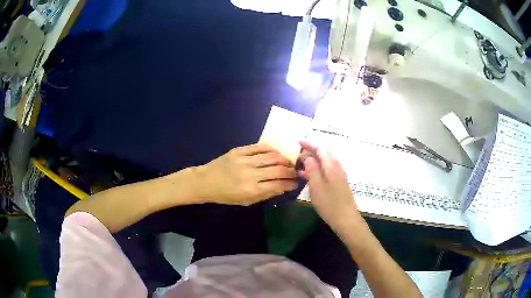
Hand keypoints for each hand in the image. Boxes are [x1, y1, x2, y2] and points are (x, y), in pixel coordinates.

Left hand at [195, 143, 297, 204]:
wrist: (205, 182)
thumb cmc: (225, 195)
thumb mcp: (245, 201)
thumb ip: (265, 194)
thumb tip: (283, 187)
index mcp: (251, 190)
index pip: (278, 185)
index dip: (290, 184)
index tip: (296, 183)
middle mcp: (250, 174)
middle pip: (278, 170)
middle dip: (291, 171)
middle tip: (296, 172)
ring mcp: (244, 160)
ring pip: (272, 156)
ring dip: (284, 159)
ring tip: (289, 162)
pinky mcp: (239, 150)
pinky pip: (260, 147)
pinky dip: (271, 149)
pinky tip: (277, 152)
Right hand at [298, 141, 360, 229]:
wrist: (346, 219)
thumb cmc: (330, 203)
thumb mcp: (317, 186)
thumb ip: (312, 169)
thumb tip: (308, 156)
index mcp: (331, 165)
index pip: (320, 148)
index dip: (309, 143)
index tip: (297, 142)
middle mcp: (336, 167)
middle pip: (323, 154)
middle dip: (309, 151)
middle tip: (295, 154)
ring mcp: (338, 175)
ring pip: (323, 163)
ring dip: (311, 162)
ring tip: (298, 164)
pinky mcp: (337, 183)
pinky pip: (325, 171)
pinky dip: (315, 170)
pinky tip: (306, 177)